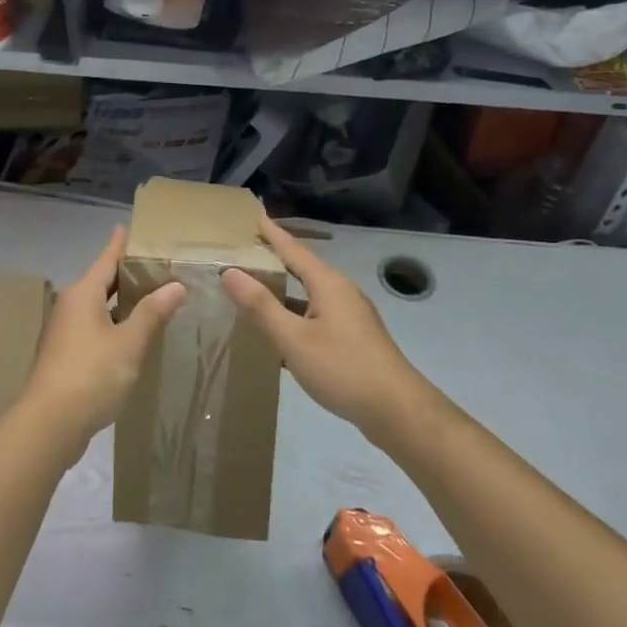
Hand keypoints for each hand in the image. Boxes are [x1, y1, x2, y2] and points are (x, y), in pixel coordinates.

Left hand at [24, 226, 185, 444]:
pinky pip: (94, 327)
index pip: (106, 259)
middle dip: (127, 274)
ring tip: (152, 297)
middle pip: (102, 281)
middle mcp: (71, 306)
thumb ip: (153, 313)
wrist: (49, 423)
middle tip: (157, 265)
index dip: (121, 244)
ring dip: (122, 302)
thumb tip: (177, 286)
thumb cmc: (91, 374)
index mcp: (83, 294)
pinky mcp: (66, 355)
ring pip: (98, 306)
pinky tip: (133, 335)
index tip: (130, 227)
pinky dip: (114, 324)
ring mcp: (65, 332)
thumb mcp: (130, 342)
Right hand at [222, 215, 423, 437]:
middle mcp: (342, 292)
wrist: (396, 410)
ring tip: (257, 287)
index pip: (294, 249)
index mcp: (328, 284)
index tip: (255, 216)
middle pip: (304, 268)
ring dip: (285, 288)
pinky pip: (318, 313)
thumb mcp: (293, 338)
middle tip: (249, 250)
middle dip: (278, 258)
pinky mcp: (354, 338)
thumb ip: (261, 306)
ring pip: (311, 293)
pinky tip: (283, 329)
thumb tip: (230, 272)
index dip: (273, 234)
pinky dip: (296, 312)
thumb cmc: (342, 368)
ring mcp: (351, 316)